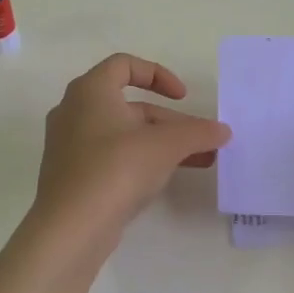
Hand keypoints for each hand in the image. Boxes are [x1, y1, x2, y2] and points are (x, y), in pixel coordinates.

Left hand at [33, 54, 231, 234]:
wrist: (71, 227)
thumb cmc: (116, 169)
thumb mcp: (165, 146)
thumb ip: (197, 132)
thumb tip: (223, 131)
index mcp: (90, 91)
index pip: (124, 65)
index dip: (158, 74)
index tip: (182, 97)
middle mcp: (74, 111)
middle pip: (130, 104)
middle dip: (171, 121)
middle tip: (201, 140)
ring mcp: (70, 145)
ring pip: (124, 134)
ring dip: (162, 143)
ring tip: (201, 161)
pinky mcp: (73, 175)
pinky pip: (112, 156)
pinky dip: (141, 160)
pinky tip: (168, 178)